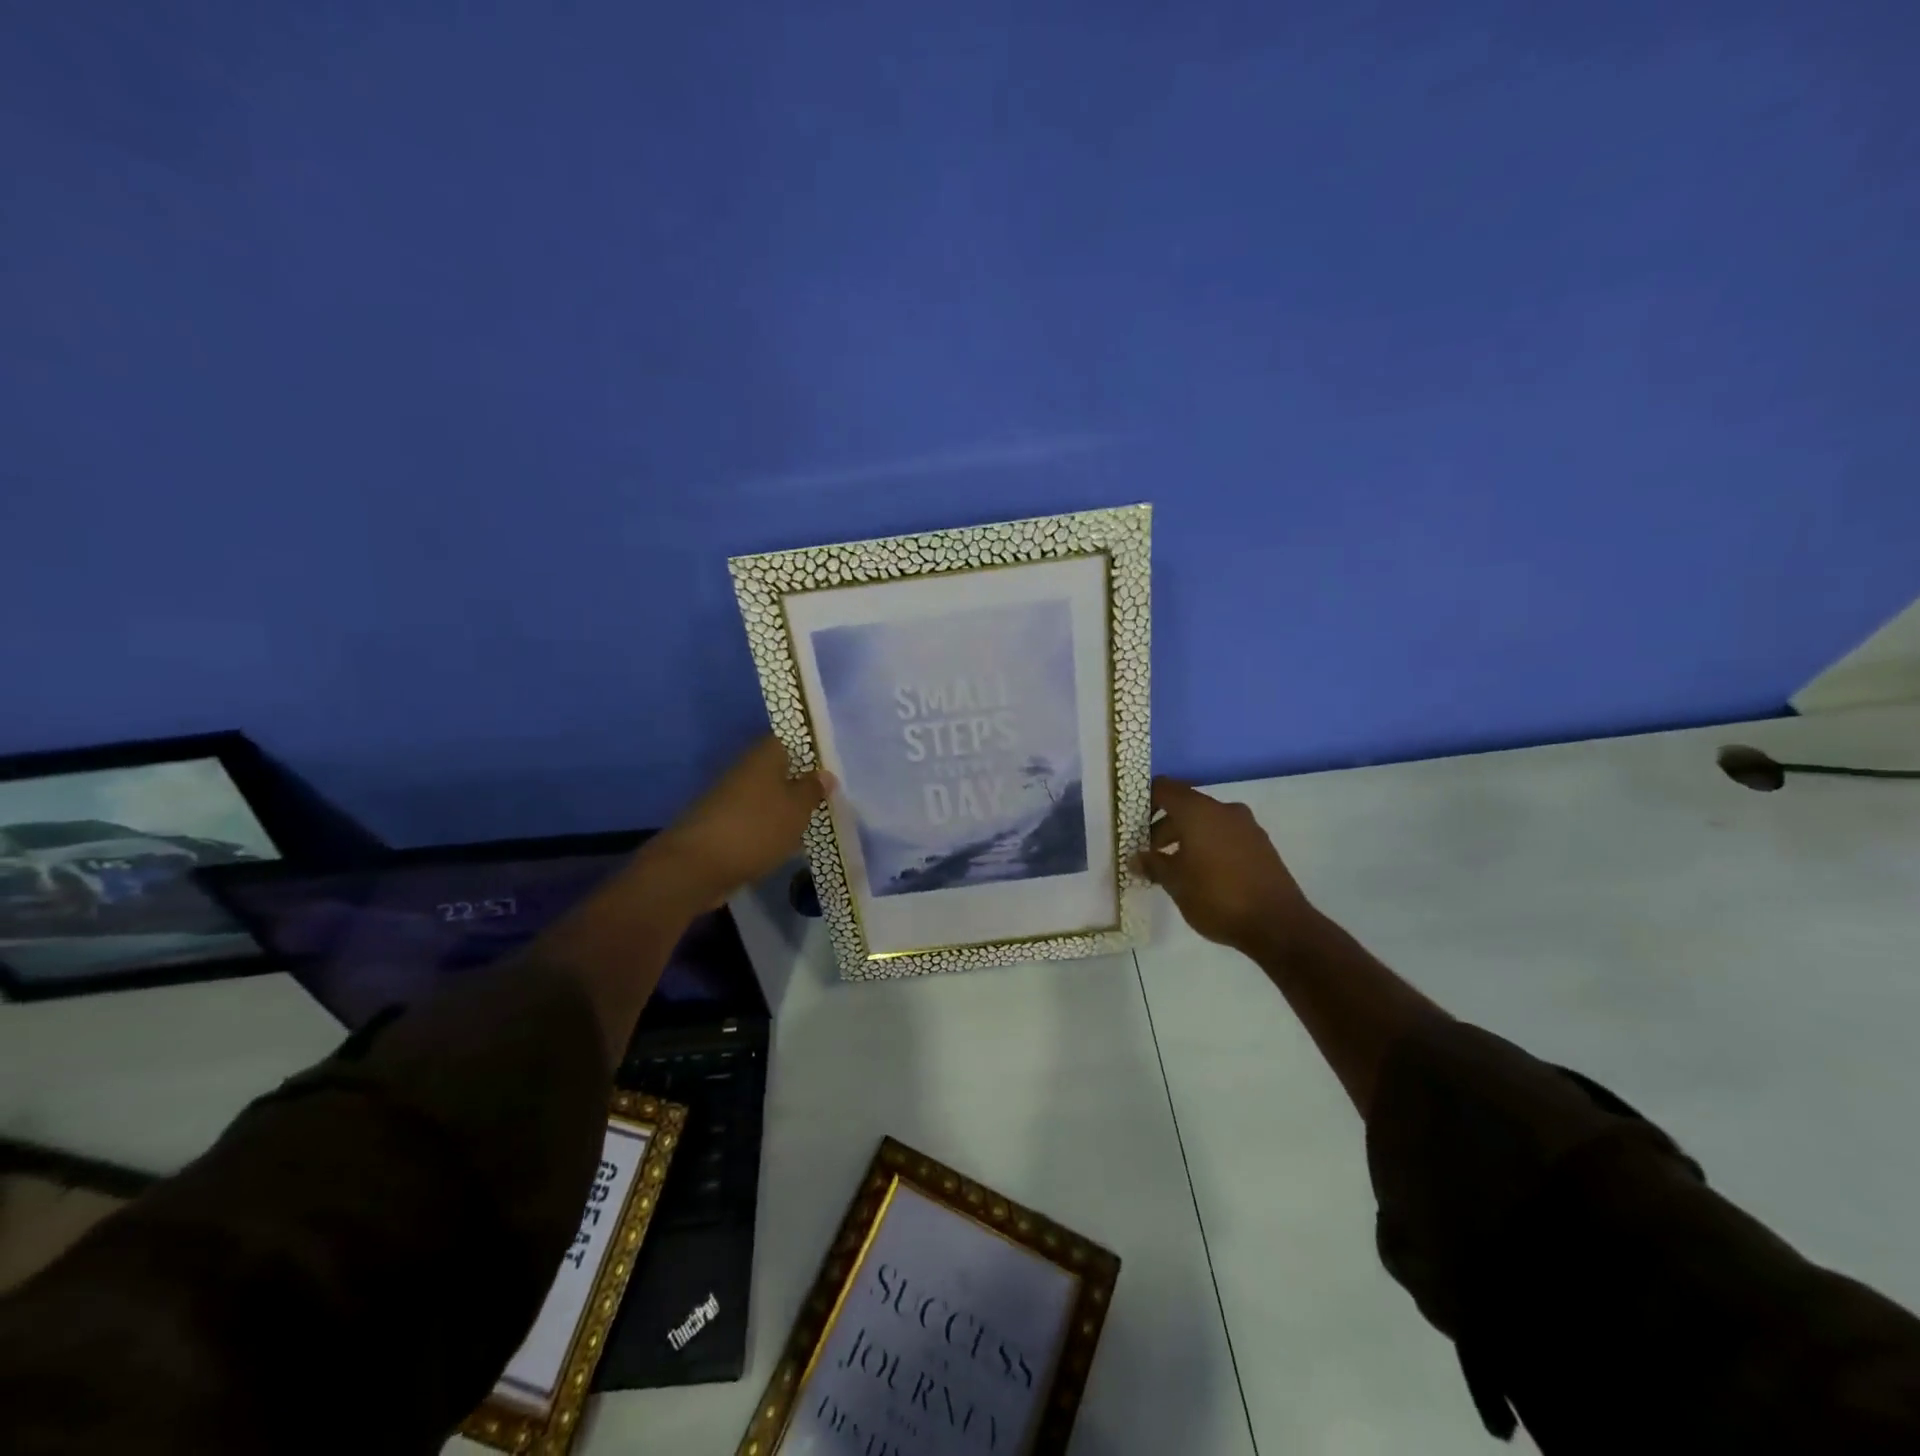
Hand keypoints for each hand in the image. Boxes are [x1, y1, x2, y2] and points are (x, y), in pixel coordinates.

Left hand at [647, 737, 829, 910]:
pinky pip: (756, 819)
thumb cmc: (756, 828)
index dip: (811, 748)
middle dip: (802, 780)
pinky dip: (772, 827)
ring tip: (814, 821)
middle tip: (829, 796)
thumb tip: (824, 774)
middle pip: (779, 768)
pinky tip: (788, 842)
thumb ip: (813, 790)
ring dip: (787, 807)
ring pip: (768, 795)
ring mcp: (730, 797)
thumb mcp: (797, 809)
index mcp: (763, 756)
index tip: (832, 764)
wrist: (696, 867)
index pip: (790, 739)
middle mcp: (745, 770)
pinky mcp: (723, 824)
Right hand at [1133, 777, 1320, 953]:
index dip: (1144, 800)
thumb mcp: (1175, 883)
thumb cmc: (1217, 896)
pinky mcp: (1261, 846)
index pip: (1164, 788)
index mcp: (1199, 811)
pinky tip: (1201, 874)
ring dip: (1186, 838)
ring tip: (1172, 867)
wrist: (1278, 925)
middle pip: (1185, 806)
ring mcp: (1247, 827)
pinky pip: (1225, 836)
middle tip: (1148, 853)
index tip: (1131, 821)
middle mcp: (1224, 810)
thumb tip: (1136, 858)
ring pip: (1206, 822)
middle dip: (1163, 827)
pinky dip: (1207, 846)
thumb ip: (1152, 865)